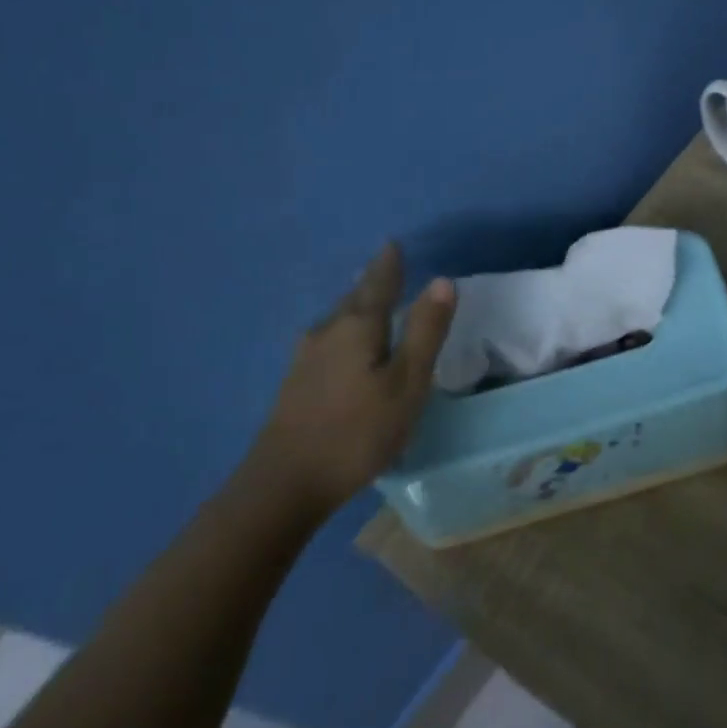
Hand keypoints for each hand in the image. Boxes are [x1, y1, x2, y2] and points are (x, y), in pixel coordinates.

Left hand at [247, 243, 455, 522]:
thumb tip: (442, 281)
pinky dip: (344, 331)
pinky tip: (343, 345)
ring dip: (356, 306)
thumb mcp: (407, 383)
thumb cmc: (357, 431)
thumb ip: (425, 331)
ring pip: (337, 320)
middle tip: (386, 268)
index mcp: (357, 327)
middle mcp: (327, 333)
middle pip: (353, 298)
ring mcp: (305, 359)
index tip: (393, 244)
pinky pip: (327, 340)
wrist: (284, 484)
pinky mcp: (295, 384)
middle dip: (371, 283)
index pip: (378, 284)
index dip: (389, 264)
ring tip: (370, 301)